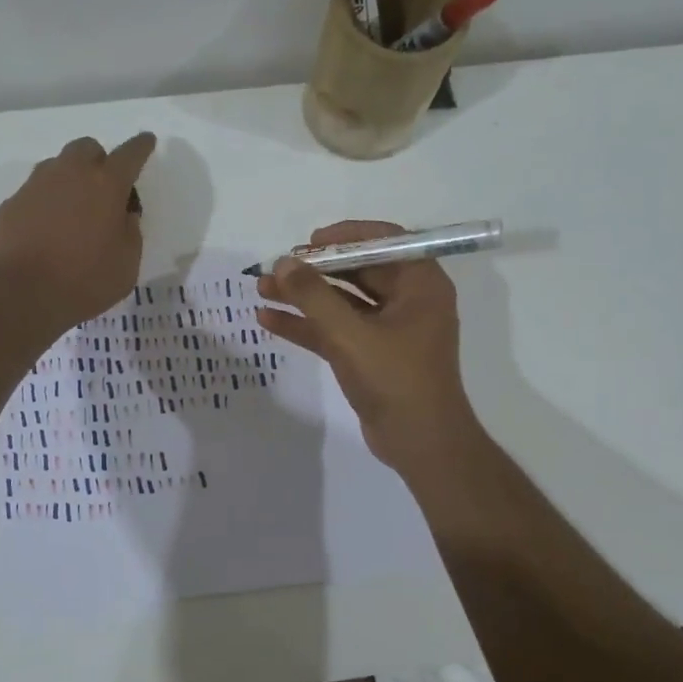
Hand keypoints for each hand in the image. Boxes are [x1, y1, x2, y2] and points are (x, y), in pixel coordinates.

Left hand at [0, 133, 156, 331]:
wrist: (18, 293)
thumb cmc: (83, 281)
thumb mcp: (126, 265)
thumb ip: (130, 233)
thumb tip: (123, 215)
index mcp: (106, 185)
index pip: (130, 154)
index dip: (141, 147)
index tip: (146, 141)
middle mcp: (69, 174)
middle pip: (87, 148)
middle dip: (99, 160)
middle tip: (104, 189)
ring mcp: (35, 186)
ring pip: (57, 166)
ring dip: (70, 179)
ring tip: (74, 212)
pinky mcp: (11, 204)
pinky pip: (35, 193)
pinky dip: (46, 203)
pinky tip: (46, 231)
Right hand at [256, 220, 482, 474]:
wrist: (420, 443)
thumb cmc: (395, 379)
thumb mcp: (350, 334)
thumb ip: (314, 296)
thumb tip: (282, 262)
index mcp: (420, 284)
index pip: (384, 241)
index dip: (344, 237)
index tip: (308, 243)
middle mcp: (408, 300)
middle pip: (357, 271)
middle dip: (314, 270)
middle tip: (276, 268)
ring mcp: (389, 330)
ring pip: (341, 302)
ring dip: (303, 297)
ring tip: (261, 290)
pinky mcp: (371, 356)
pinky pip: (336, 330)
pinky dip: (307, 326)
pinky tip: (269, 321)